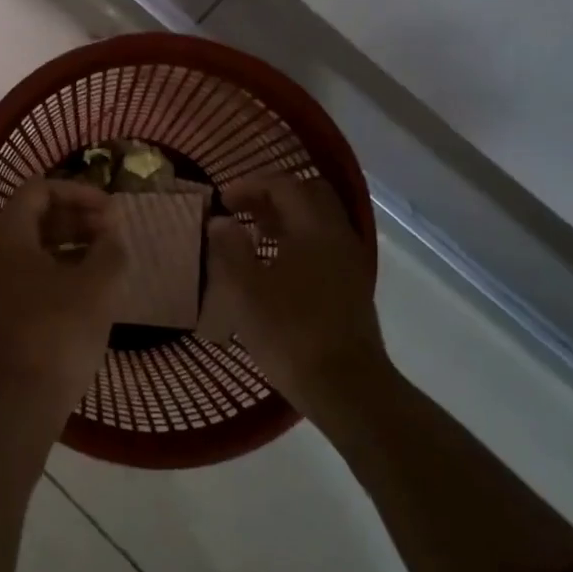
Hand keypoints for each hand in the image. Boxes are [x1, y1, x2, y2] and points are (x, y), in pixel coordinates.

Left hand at [0, 179, 127, 430]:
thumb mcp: (98, 285)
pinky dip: (55, 271)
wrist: (17, 403)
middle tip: (112, 232)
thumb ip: (110, 247)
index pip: (39, 190)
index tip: (111, 210)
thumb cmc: (58, 333)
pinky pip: (25, 276)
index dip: (79, 192)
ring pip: (29, 249)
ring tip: (104, 258)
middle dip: (75, 218)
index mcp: (6, 236)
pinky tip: (85, 289)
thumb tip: (111, 232)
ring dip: (67, 245)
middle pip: (32, 218)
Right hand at [203, 175, 386, 417]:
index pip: (284, 185)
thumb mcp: (245, 290)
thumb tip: (220, 220)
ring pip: (318, 220)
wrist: (345, 386)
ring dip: (286, 218)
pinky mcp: (352, 285)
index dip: (250, 185)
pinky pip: (324, 244)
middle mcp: (337, 235)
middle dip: (272, 195)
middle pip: (309, 194)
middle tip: (241, 210)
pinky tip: (275, 266)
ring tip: (253, 236)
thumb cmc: (290, 334)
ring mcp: (349, 261)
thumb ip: (230, 248)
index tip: (222, 200)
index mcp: (313, 228)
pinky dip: (298, 240)